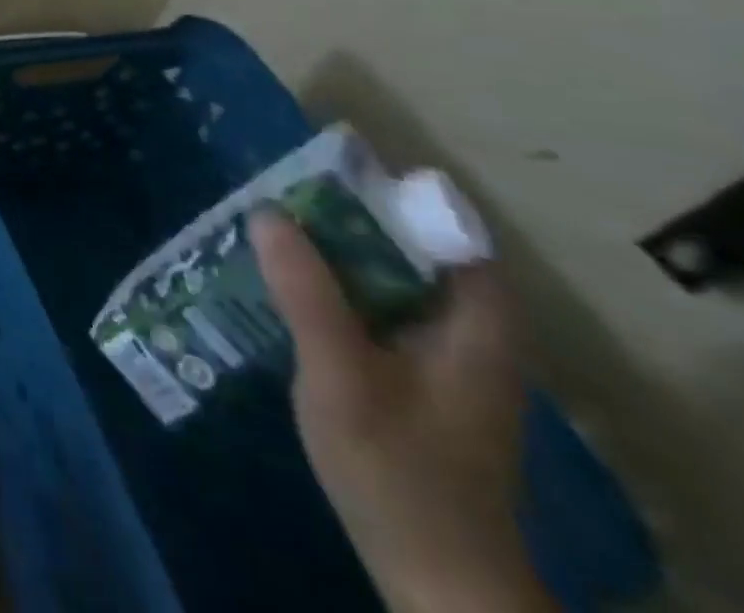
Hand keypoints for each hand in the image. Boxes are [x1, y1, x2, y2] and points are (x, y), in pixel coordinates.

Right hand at [249, 209, 553, 612]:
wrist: (435, 575)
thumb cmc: (398, 470)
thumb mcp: (341, 375)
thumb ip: (305, 291)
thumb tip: (265, 210)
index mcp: (477, 316)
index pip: (437, 219)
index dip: (377, 188)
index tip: (313, 171)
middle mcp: (471, 321)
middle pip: (406, 239)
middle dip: (339, 215)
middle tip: (274, 198)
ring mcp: (447, 346)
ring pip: (386, 269)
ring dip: (330, 249)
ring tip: (268, 230)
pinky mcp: (419, 368)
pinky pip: (375, 300)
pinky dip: (334, 283)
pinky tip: (286, 285)